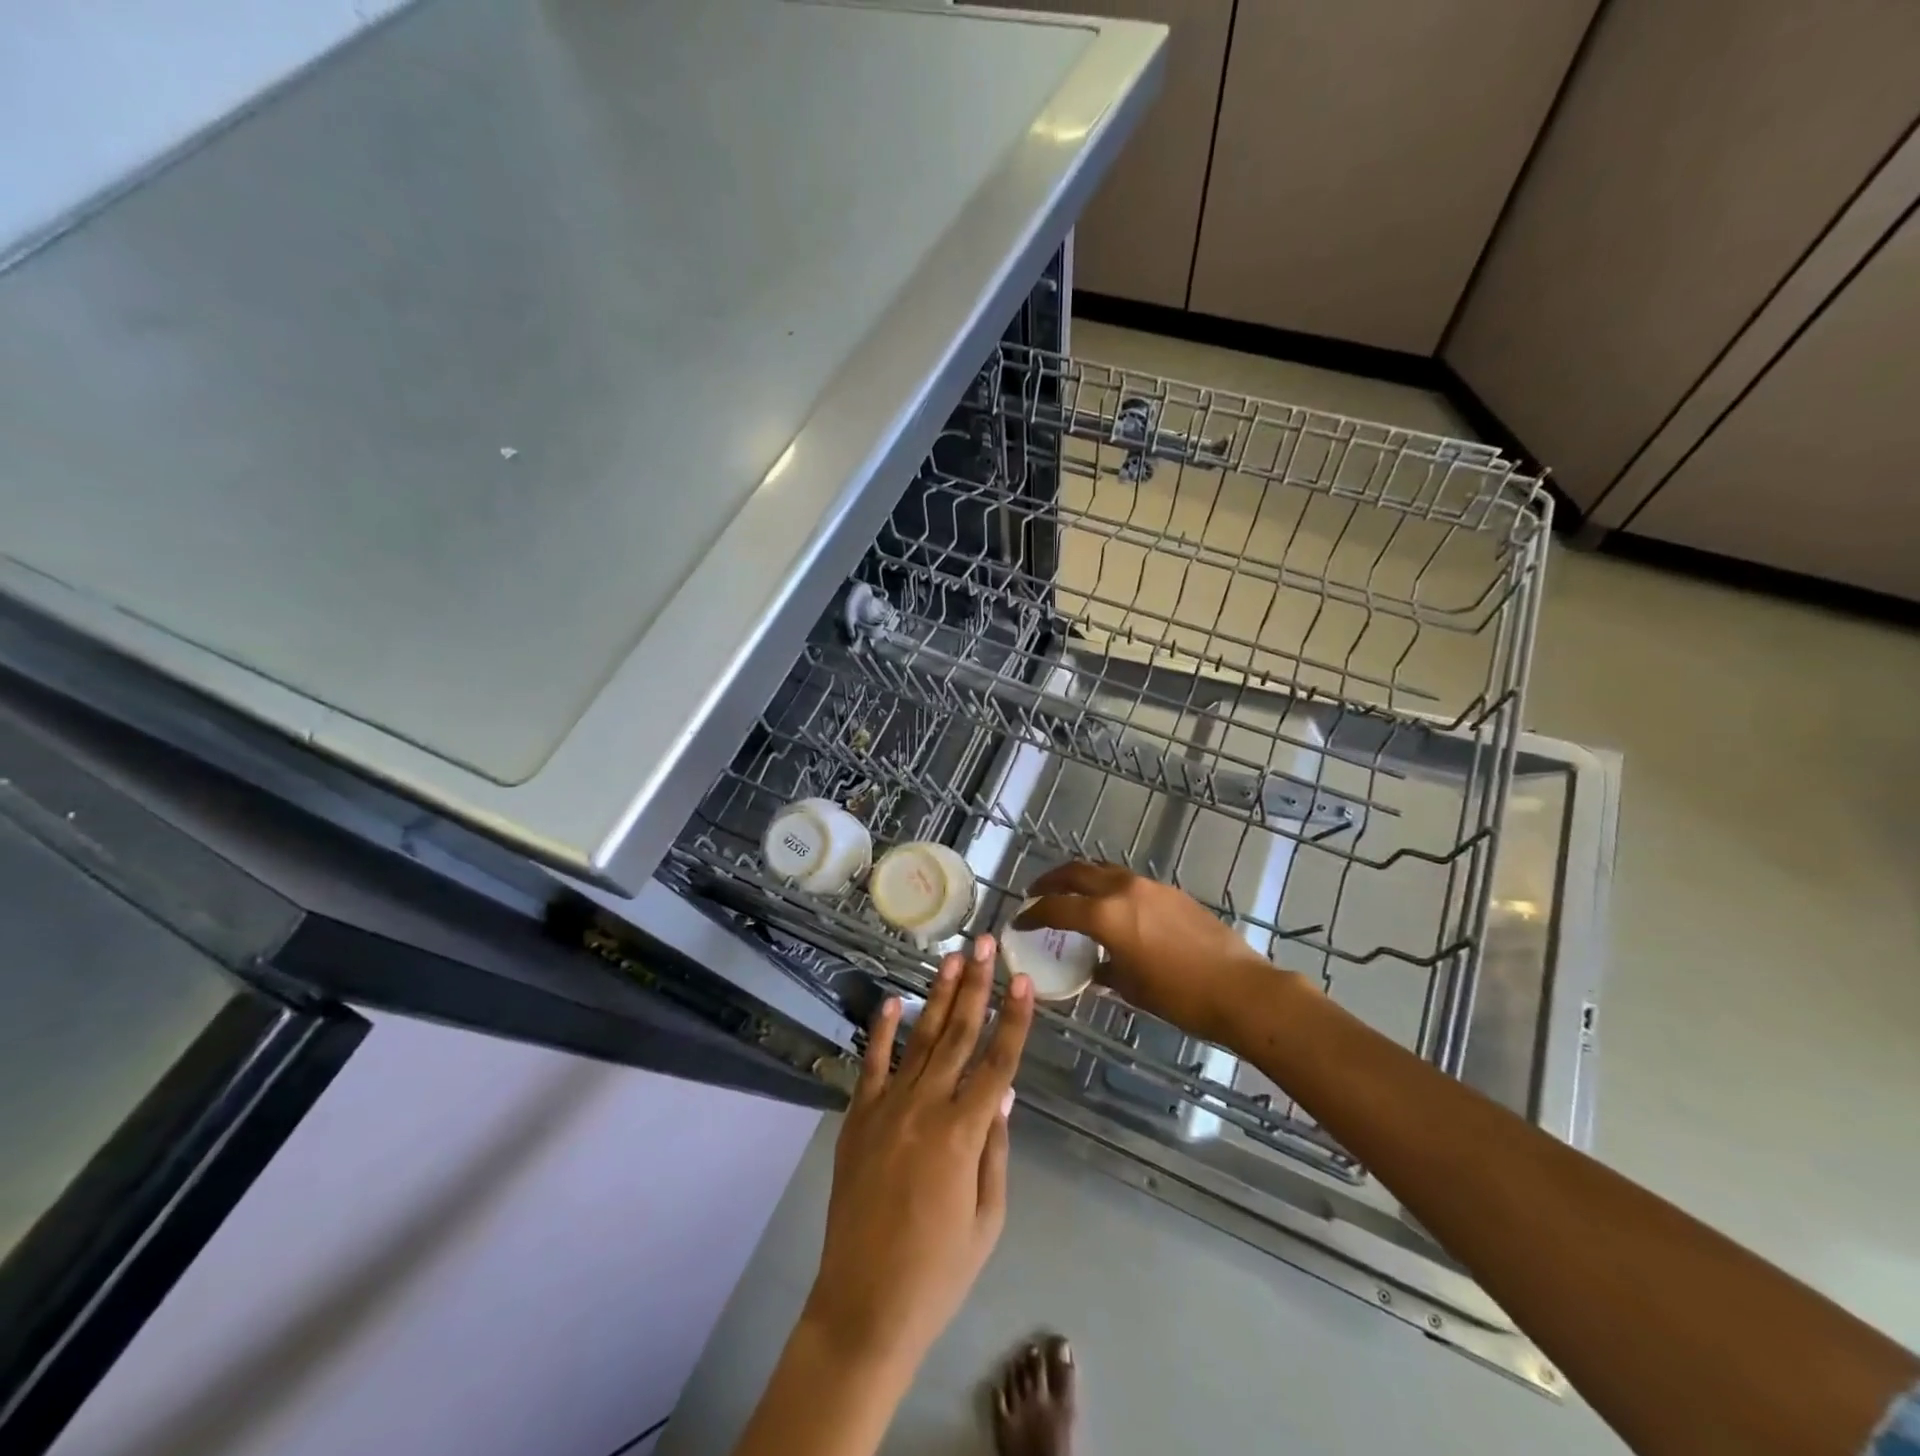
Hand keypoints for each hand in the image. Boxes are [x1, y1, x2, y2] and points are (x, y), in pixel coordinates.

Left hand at [800, 936, 1034, 1376]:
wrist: (863, 1306)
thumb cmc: (938, 1272)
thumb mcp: (986, 1219)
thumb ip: (996, 1149)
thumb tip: (1005, 1092)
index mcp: (963, 1134)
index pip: (998, 1062)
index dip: (1015, 1019)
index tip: (1025, 980)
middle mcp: (926, 1108)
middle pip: (958, 1034)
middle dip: (976, 986)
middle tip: (985, 944)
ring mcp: (887, 1108)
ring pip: (920, 1039)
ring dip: (937, 995)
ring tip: (951, 958)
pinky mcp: (857, 1118)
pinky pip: (872, 1065)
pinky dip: (882, 1031)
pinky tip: (893, 1001)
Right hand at [1015, 862, 1296, 1035]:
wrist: (1239, 989)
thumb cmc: (1179, 996)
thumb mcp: (1131, 988)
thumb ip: (1104, 971)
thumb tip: (1095, 968)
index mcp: (1105, 915)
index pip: (1057, 908)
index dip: (1033, 914)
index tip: (1019, 920)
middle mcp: (1123, 890)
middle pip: (1076, 872)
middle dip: (1051, 880)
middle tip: (1036, 893)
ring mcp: (1149, 886)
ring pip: (1103, 870)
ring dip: (1081, 878)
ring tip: (1070, 894)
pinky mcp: (1171, 892)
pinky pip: (1128, 881)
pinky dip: (1108, 887)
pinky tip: (1112, 908)